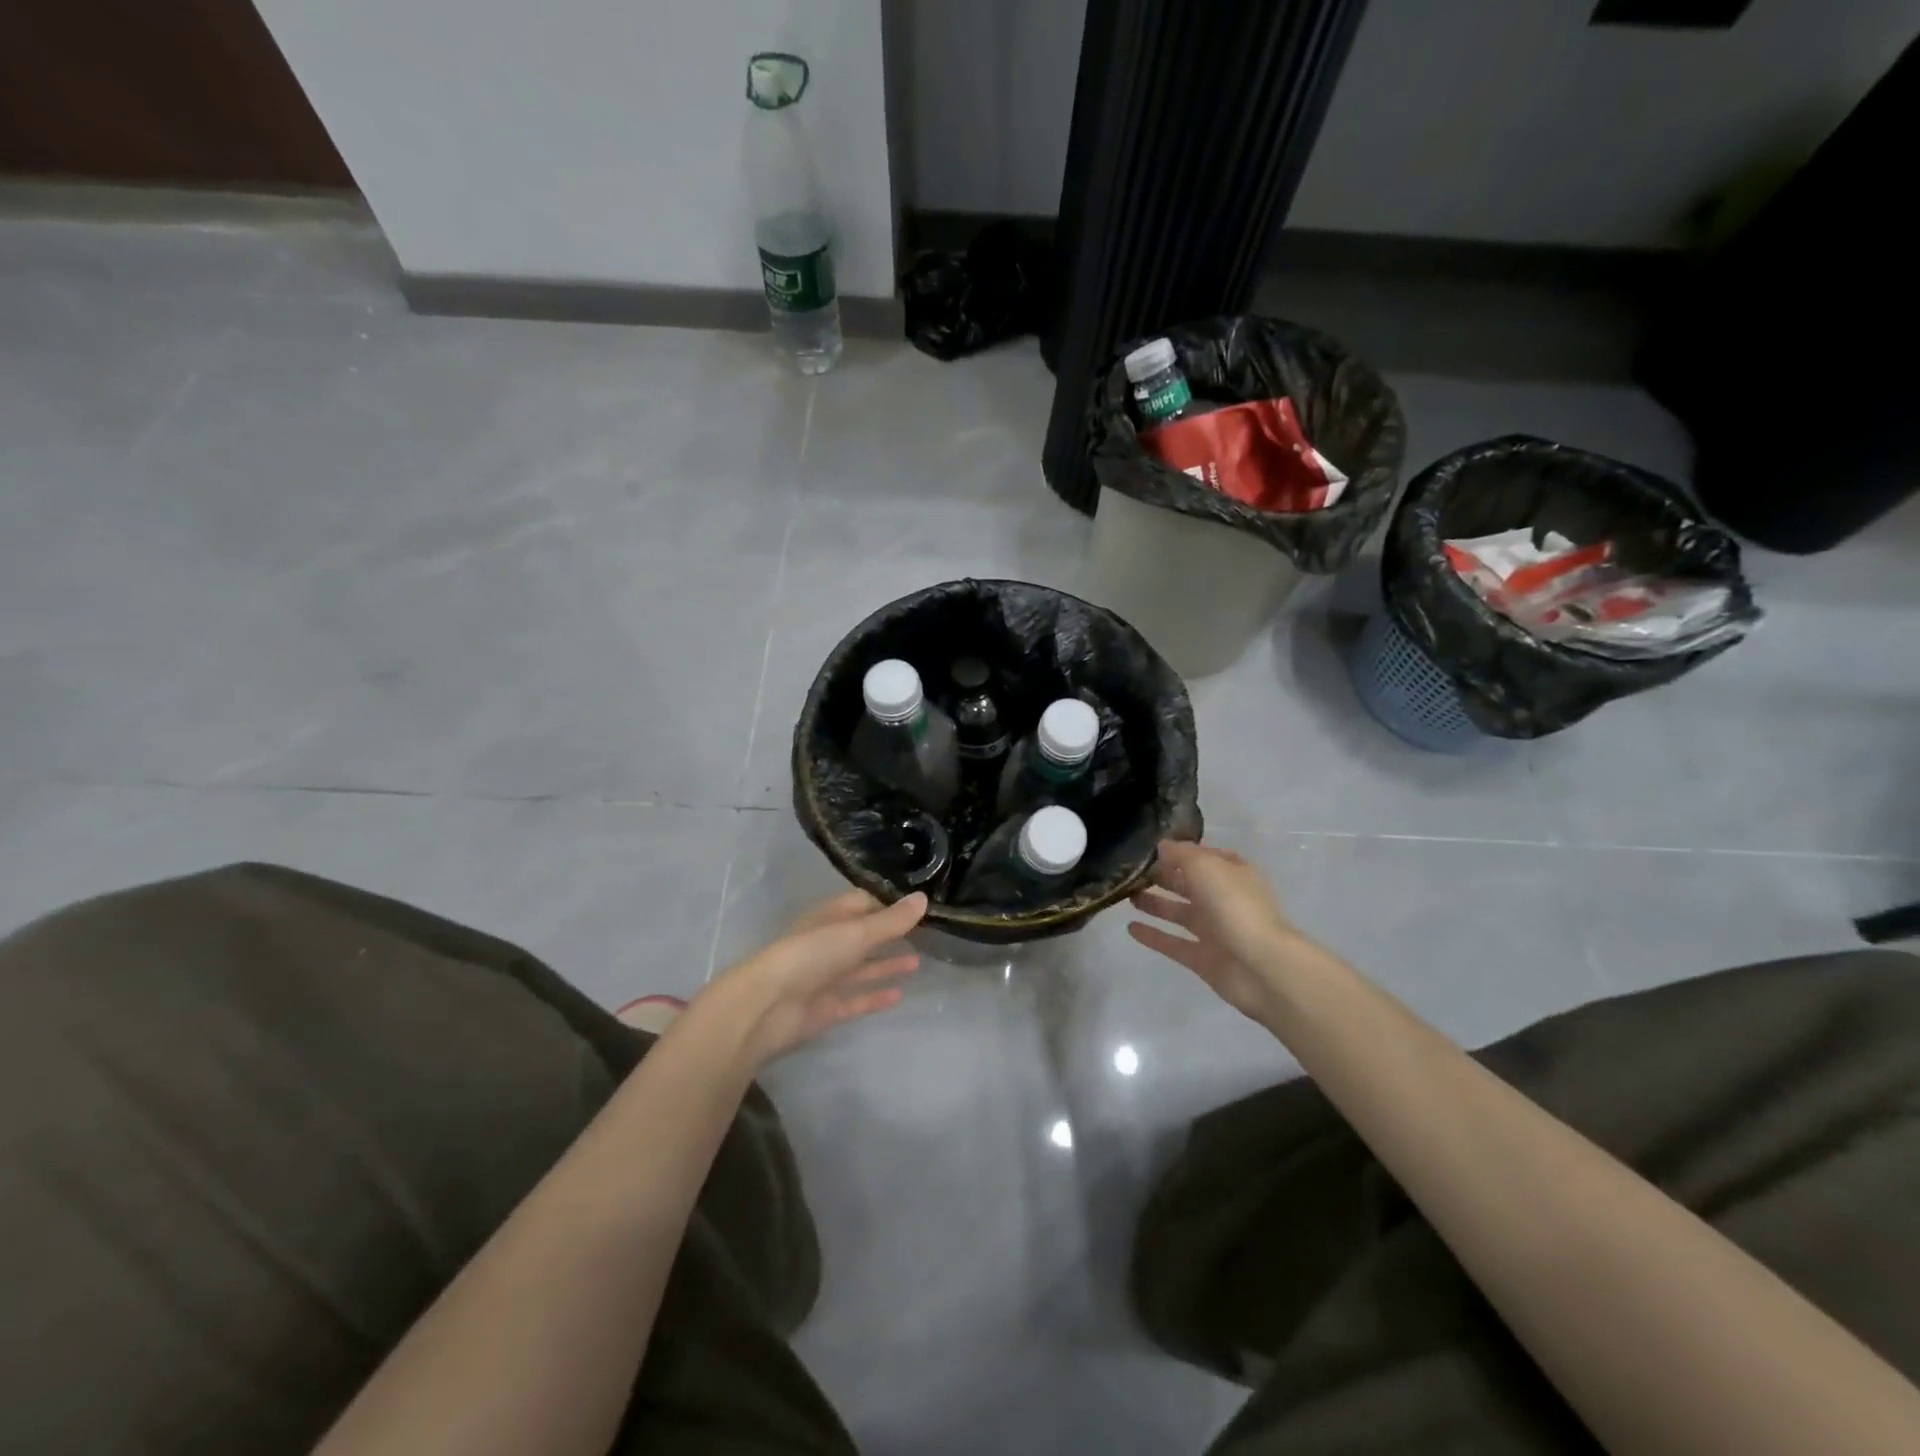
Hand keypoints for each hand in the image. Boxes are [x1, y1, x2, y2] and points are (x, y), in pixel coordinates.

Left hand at [698, 889, 926, 1067]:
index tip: (921, 903)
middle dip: (891, 933)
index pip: (865, 902)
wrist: (768, 1006)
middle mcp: (830, 943)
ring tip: (919, 962)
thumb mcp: (857, 932)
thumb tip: (924, 898)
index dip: (891, 902)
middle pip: (865, 935)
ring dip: (887, 964)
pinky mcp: (827, 1007)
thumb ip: (892, 920)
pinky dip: (876, 995)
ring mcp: (827, 977)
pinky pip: (857, 998)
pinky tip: (900, 994)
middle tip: (927, 933)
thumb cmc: (812, 955)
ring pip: (863, 967)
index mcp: (832, 917)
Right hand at [1128, 840, 1299, 1021]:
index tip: (1149, 847)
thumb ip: (1181, 854)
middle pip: (1189, 884)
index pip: (1203, 856)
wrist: (1262, 967)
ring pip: (1179, 913)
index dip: (1179, 851)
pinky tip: (1130, 928)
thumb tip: (1162, 846)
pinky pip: (1173, 943)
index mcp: (1232, 873)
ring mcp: (1214, 930)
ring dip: (1155, 903)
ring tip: (1126, 896)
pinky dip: (1153, 936)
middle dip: (1163, 876)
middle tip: (1129, 871)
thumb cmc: (1235, 906)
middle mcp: (1223, 899)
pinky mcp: (1203, 958)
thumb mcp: (1205, 867)